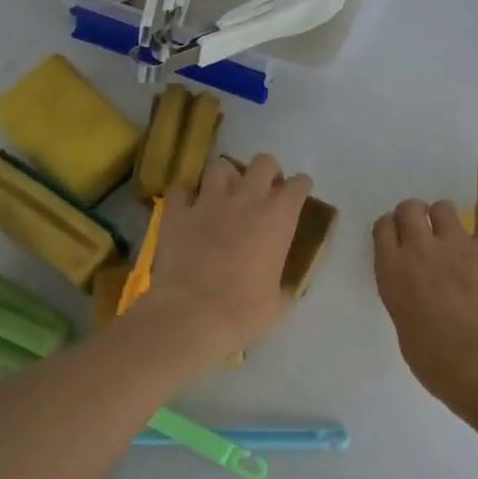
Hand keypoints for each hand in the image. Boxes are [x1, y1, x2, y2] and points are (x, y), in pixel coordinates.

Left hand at [144, 153, 311, 356]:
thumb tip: (283, 287)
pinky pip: (180, 190)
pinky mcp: (177, 213)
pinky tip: (188, 208)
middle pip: (264, 163)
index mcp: (278, 219)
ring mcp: (208, 202)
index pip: (298, 185)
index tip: (298, 195)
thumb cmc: (244, 311)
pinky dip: (185, 196)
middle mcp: (246, 200)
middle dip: (267, 172)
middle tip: (264, 191)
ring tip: (225, 195)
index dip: (300, 187)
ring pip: (221, 167)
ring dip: (227, 178)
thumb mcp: (278, 303)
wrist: (192, 315)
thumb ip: (283, 285)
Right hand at [373, 163, 477, 405]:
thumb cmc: (437, 363)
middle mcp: (419, 249)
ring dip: (442, 214)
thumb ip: (404, 297)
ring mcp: (456, 243)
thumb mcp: (404, 328)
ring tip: (450, 228)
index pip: (382, 230)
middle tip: (422, 232)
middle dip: (412, 216)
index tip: (396, 238)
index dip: (390, 230)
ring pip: (443, 207)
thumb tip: (415, 289)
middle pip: (409, 210)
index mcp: (391, 271)